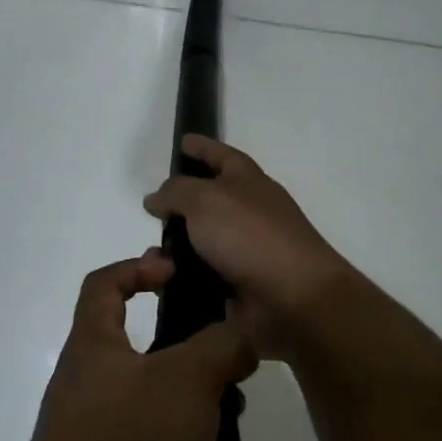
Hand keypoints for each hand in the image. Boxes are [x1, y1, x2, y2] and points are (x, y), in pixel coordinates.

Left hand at [15, 255, 259, 440]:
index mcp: (96, 347)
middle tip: (237, 384)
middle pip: (152, 360)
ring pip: (170, 422)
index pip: (104, 285)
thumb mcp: (185, 379)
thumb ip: (220, 346)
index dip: (137, 267)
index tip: (178, 273)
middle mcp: (94, 390)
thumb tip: (242, 332)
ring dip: (214, 437)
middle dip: (201, 372)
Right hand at [143, 136, 353, 359]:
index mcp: (247, 181)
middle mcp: (248, 211)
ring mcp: (245, 250)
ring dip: (173, 249)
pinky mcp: (239, 286)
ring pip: (199, 243)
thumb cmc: (250, 236)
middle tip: (151, 209)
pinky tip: (160, 282)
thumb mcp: (205, 199)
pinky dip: (181, 279)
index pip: (221, 155)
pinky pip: (200, 277)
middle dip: (179, 204)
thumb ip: (175, 192)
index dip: (202, 146)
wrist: (293, 299)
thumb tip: (156, 197)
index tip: (182, 141)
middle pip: (208, 200)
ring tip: (148, 257)